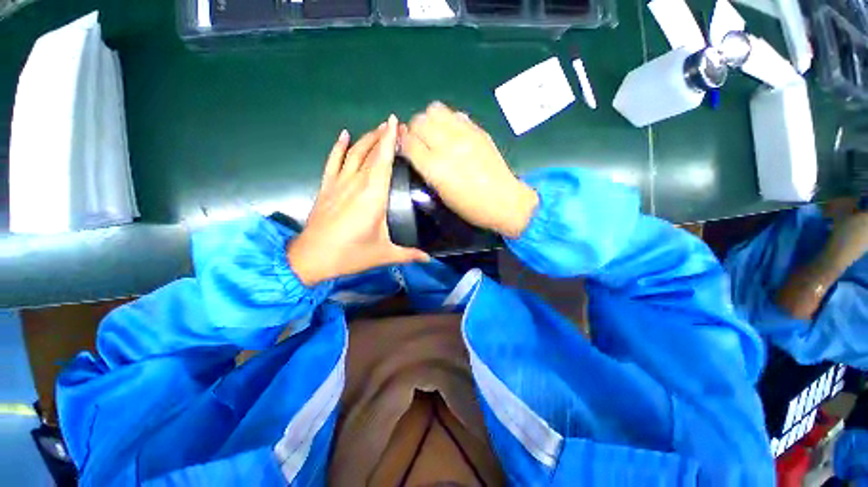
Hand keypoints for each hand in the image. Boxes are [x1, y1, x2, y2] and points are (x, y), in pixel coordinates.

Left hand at [287, 116, 428, 286]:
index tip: (395, 122)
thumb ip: (409, 254)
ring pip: (354, 153)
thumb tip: (430, 258)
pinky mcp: (326, 187)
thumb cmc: (351, 254)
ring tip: (378, 128)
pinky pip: (333, 161)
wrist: (312, 258)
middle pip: (370, 153)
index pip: (383, 161)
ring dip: (366, 139)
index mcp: (373, 196)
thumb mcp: (384, 255)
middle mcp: (356, 184)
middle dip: (383, 136)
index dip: (389, 140)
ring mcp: (339, 183)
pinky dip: (339, 147)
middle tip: (395, 125)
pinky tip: (344, 135)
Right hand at [399, 102, 538, 237]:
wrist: (503, 200)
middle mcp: (447, 146)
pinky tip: (452, 134)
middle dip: (414, 130)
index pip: (408, 142)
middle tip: (420, 141)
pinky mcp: (478, 130)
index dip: (403, 144)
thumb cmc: (470, 206)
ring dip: (429, 120)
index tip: (405, 148)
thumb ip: (425, 170)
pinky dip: (448, 121)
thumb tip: (414, 151)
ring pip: (435, 110)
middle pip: (419, 121)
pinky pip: (455, 114)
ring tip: (435, 134)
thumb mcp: (441, 194)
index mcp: (436, 168)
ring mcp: (464, 134)